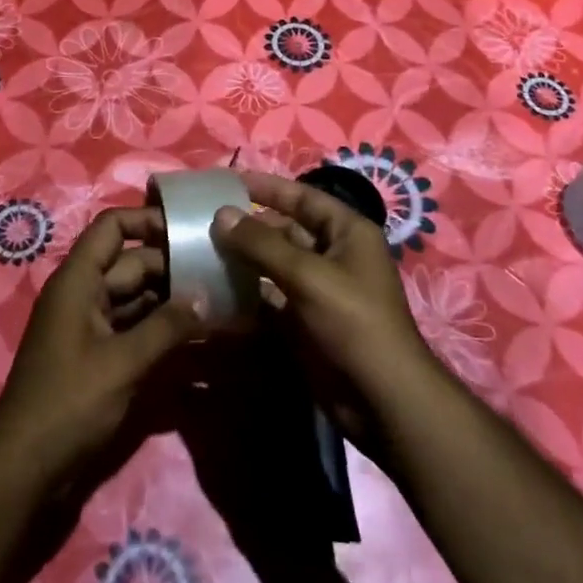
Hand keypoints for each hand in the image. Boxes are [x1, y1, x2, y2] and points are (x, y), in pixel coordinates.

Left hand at [0, 206, 203, 492]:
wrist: (25, 471)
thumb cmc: (69, 403)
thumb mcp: (123, 363)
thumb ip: (167, 326)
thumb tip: (206, 295)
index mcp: (79, 280)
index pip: (112, 226)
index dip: (148, 220)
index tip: (189, 230)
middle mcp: (84, 294)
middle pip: (132, 264)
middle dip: (173, 266)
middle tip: (220, 272)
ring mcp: (90, 326)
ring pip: (137, 298)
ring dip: (172, 300)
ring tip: (219, 300)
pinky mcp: (98, 357)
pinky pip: (134, 328)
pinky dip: (161, 329)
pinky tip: (196, 336)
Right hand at [210, 170, 443, 454]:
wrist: (382, 400)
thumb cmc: (353, 322)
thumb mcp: (308, 276)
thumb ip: (262, 244)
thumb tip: (221, 214)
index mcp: (347, 232)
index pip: (302, 197)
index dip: (267, 187)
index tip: (227, 182)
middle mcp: (333, 255)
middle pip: (285, 230)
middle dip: (248, 227)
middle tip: (203, 223)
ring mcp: (319, 290)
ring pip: (274, 265)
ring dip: (243, 261)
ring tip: (200, 253)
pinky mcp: (305, 322)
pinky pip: (270, 298)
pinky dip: (247, 294)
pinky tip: (214, 291)